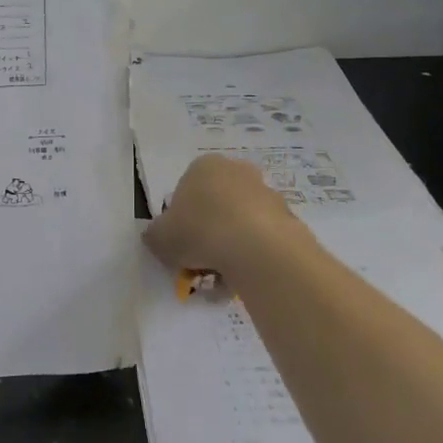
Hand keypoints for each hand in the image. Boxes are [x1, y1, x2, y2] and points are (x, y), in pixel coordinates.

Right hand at [143, 154, 306, 282]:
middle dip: (208, 232)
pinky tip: (244, 276)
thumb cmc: (199, 231)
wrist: (257, 248)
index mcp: (204, 166)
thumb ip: (155, 235)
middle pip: (216, 205)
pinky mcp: (287, 216)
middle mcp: (237, 170)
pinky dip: (252, 254)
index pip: (186, 191)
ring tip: (223, 277)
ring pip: (240, 222)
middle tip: (200, 261)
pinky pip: (261, 238)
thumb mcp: (159, 237)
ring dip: (230, 245)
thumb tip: (157, 237)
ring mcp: (266, 192)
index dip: (180, 220)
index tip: (180, 243)